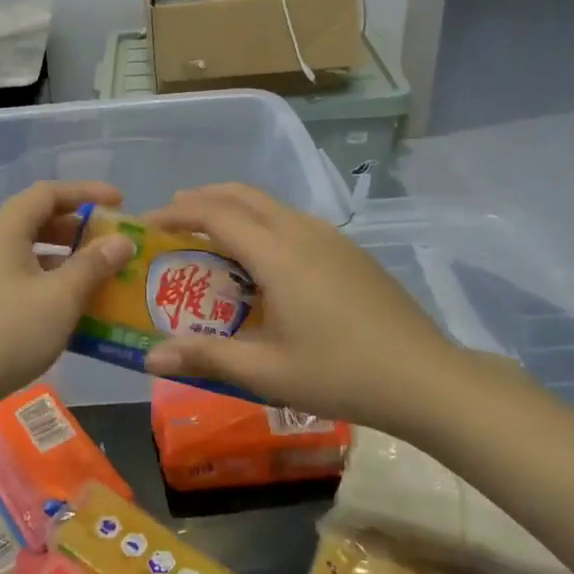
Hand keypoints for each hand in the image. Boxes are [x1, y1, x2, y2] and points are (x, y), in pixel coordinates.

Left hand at [0, 181, 136, 435]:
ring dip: (69, 263)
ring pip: (32, 256)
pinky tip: (76, 313)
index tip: (121, 203)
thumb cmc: (4, 332)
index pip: (49, 193)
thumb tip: (122, 240)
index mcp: (6, 229)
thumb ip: (93, 266)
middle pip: (40, 222)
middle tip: (114, 244)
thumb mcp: (59, 298)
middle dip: (80, 229)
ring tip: (104, 278)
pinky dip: (52, 288)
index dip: (86, 192)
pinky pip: (24, 283)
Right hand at [143, 184, 464, 428]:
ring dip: (233, 209)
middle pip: (242, 195)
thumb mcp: (267, 373)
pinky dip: (261, 223)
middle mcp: (301, 231)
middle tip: (171, 218)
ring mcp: (330, 238)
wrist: (426, 377)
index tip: (146, 224)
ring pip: (270, 204)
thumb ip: (206, 358)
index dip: (176, 213)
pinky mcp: (348, 251)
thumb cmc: (341, 373)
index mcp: (277, 253)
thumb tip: (150, 358)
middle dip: (201, 198)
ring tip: (209, 236)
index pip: (215, 214)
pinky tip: (262, 261)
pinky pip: (292, 220)